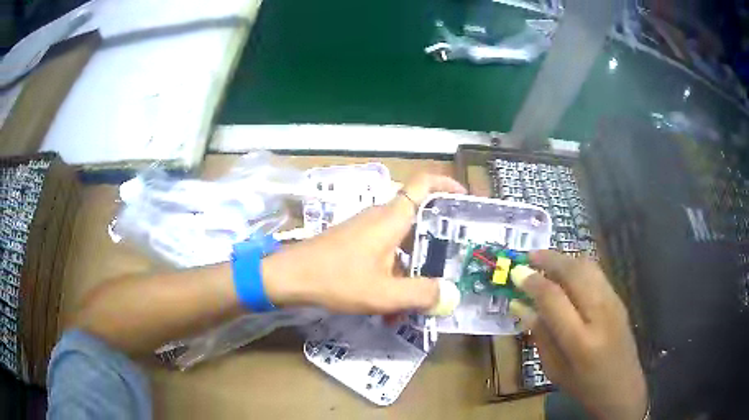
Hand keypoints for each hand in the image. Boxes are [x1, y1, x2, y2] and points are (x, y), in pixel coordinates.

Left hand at [262, 174, 465, 313]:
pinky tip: (392, 303)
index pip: (424, 183)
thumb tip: (451, 295)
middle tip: (455, 259)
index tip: (465, 200)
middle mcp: (380, 217)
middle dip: (437, 238)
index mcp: (391, 218)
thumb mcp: (383, 293)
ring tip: (423, 294)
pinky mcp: (354, 242)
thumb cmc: (335, 279)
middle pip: (418, 216)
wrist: (289, 277)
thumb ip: (420, 294)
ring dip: (413, 264)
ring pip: (401, 240)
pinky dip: (394, 272)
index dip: (447, 184)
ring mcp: (365, 229)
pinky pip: (384, 251)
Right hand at [510, 251, 647, 419]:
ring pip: (587, 266)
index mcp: (580, 341)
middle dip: (549, 259)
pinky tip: (566, 272)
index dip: (533, 282)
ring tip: (544, 260)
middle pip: (574, 272)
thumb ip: (539, 335)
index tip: (516, 273)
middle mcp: (600, 314)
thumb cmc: (584, 386)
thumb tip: (520, 305)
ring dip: (564, 258)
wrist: (622, 386)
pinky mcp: (619, 298)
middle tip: (528, 256)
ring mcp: (613, 302)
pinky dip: (577, 265)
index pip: (554, 299)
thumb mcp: (554, 369)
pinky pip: (596, 272)